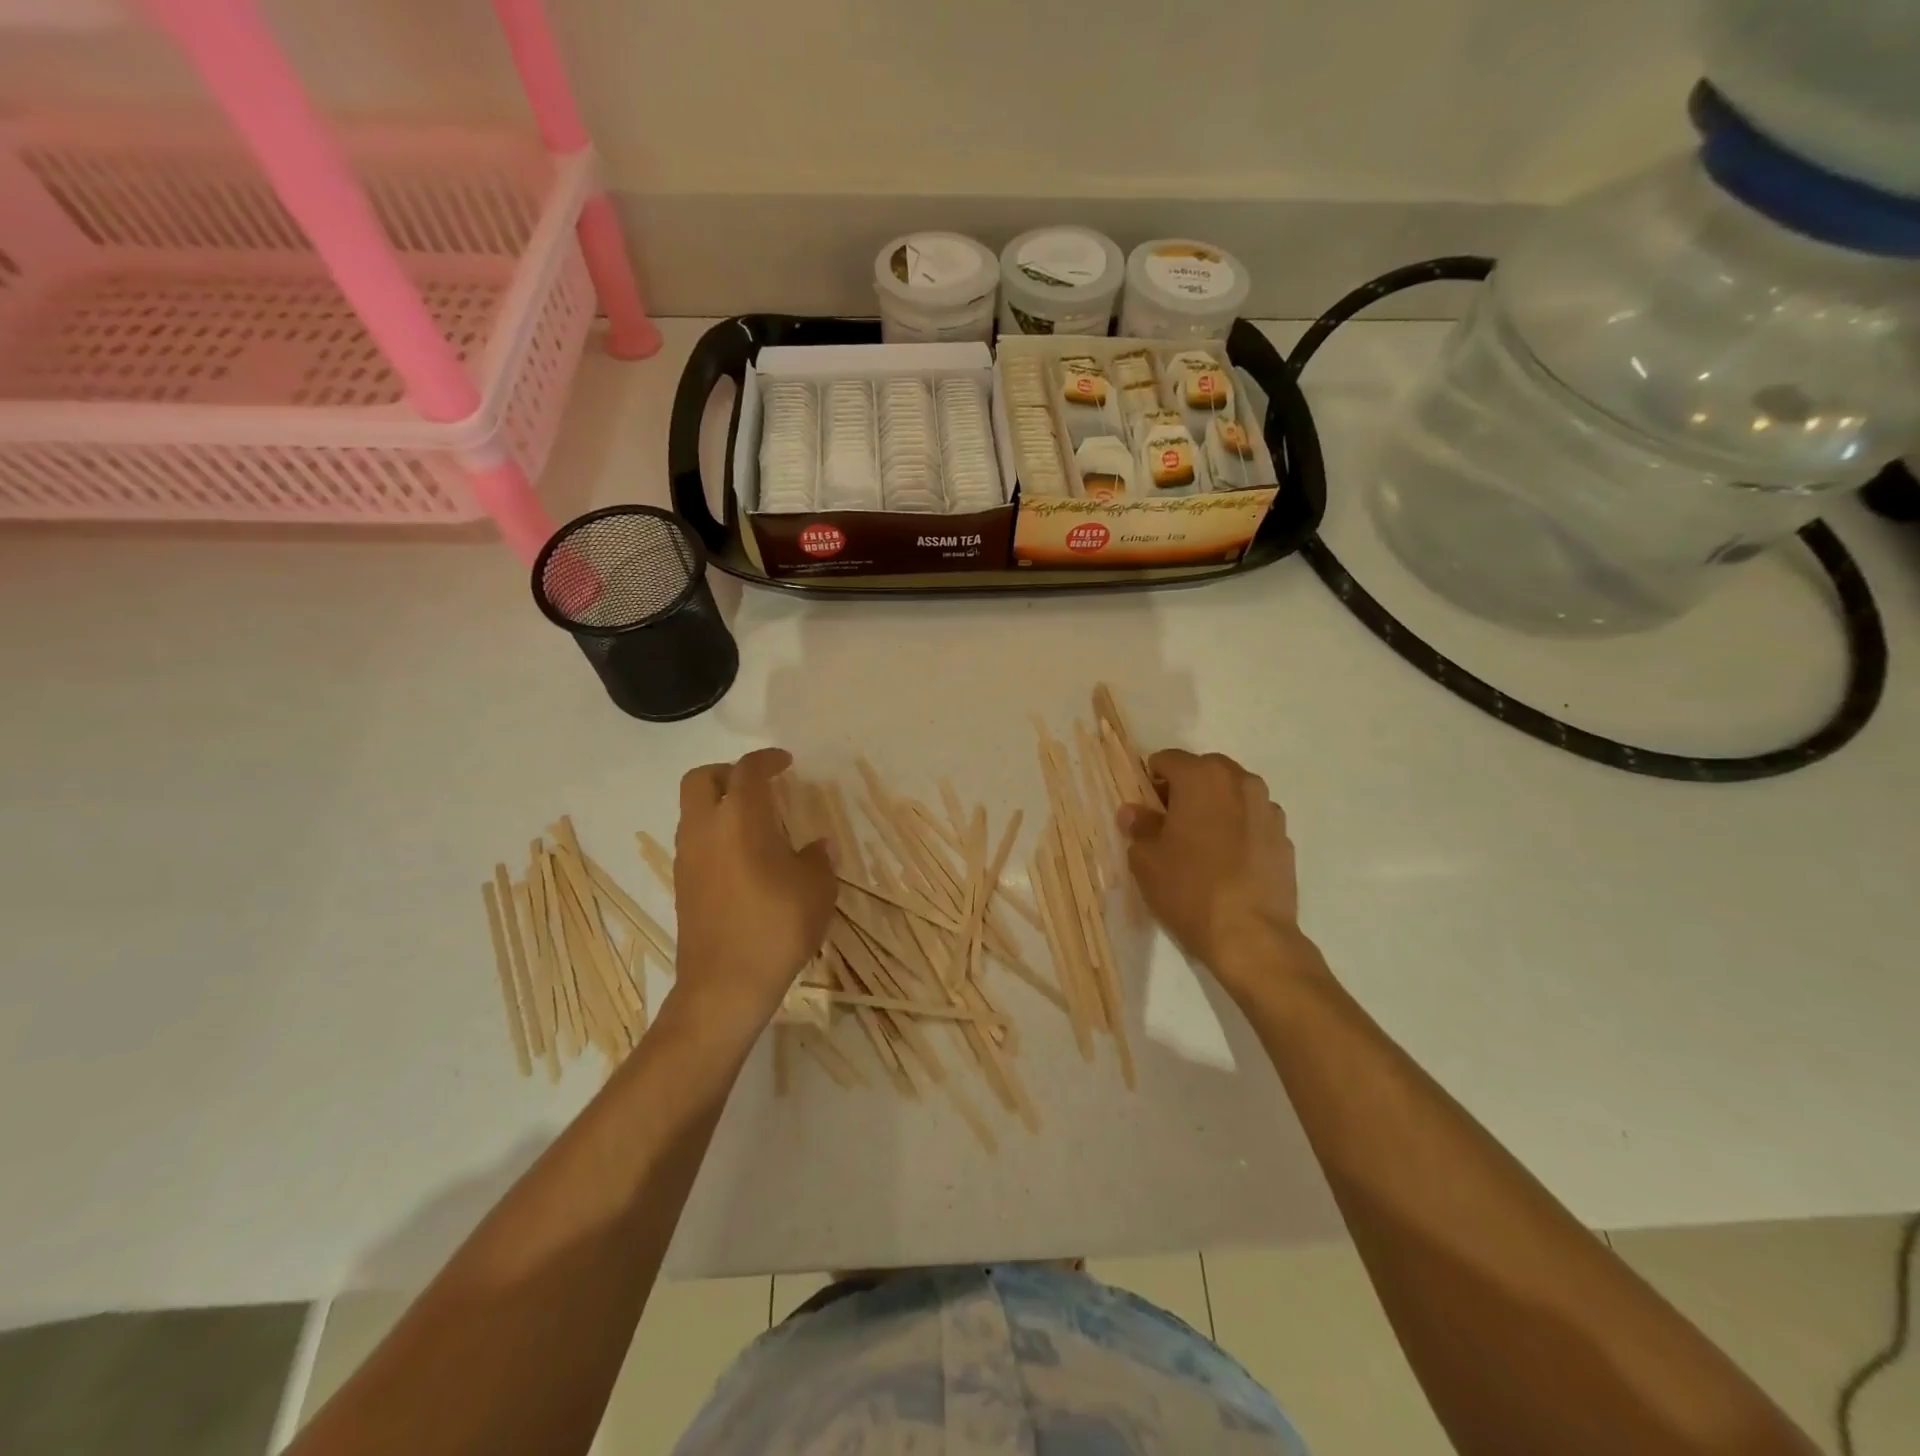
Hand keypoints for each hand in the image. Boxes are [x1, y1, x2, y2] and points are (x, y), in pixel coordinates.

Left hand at [671, 748, 835, 1035]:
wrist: (724, 985)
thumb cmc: (776, 927)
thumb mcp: (817, 889)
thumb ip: (818, 859)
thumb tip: (817, 846)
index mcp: (741, 819)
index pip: (748, 770)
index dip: (767, 759)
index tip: (785, 762)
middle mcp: (706, 829)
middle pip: (701, 778)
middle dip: (729, 773)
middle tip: (759, 785)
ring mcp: (687, 857)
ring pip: (693, 810)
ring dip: (719, 803)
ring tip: (755, 822)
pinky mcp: (682, 883)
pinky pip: (694, 839)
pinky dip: (714, 833)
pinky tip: (743, 857)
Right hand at [1118, 749, 1316, 1004]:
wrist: (1251, 936)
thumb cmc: (1189, 888)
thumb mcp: (1146, 858)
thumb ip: (1139, 826)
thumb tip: (1134, 811)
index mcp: (1202, 776)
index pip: (1167, 759)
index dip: (1150, 781)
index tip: (1145, 810)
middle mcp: (1240, 781)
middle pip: (1204, 772)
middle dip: (1185, 790)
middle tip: (1169, 826)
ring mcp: (1268, 809)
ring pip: (1231, 795)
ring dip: (1214, 808)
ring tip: (1201, 846)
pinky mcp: (1284, 838)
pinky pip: (1251, 821)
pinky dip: (1237, 830)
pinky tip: (1227, 864)